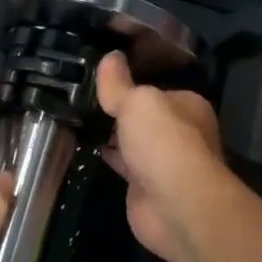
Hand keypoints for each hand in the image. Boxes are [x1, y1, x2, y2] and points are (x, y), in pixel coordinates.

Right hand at [95, 51, 225, 261]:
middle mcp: (179, 132)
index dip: (127, 84)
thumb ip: (119, 83)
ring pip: (131, 141)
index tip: (96, 79)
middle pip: (142, 116)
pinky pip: (122, 165)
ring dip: (110, 135)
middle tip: (78, 98)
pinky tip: (84, 146)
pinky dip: (107, 157)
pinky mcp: (145, 187)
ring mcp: (163, 162)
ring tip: (75, 118)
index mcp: (186, 105)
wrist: (176, 206)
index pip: (153, 89)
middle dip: (117, 111)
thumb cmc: (164, 143)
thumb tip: (110, 56)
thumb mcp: (138, 102)